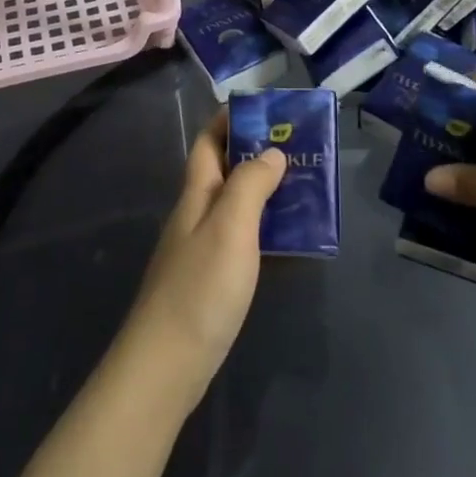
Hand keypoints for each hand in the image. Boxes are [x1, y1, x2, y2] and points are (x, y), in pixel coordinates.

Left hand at [118, 111, 284, 411]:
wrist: (166, 366)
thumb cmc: (200, 288)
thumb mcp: (231, 227)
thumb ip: (251, 184)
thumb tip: (271, 151)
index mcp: (197, 194)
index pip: (209, 141)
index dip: (231, 119)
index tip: (268, 110)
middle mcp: (197, 215)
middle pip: (227, 172)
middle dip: (260, 155)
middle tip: (303, 151)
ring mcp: (202, 250)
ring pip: (239, 208)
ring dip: (269, 195)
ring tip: (309, 191)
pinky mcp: (212, 282)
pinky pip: (245, 243)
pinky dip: (268, 235)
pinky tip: (294, 244)